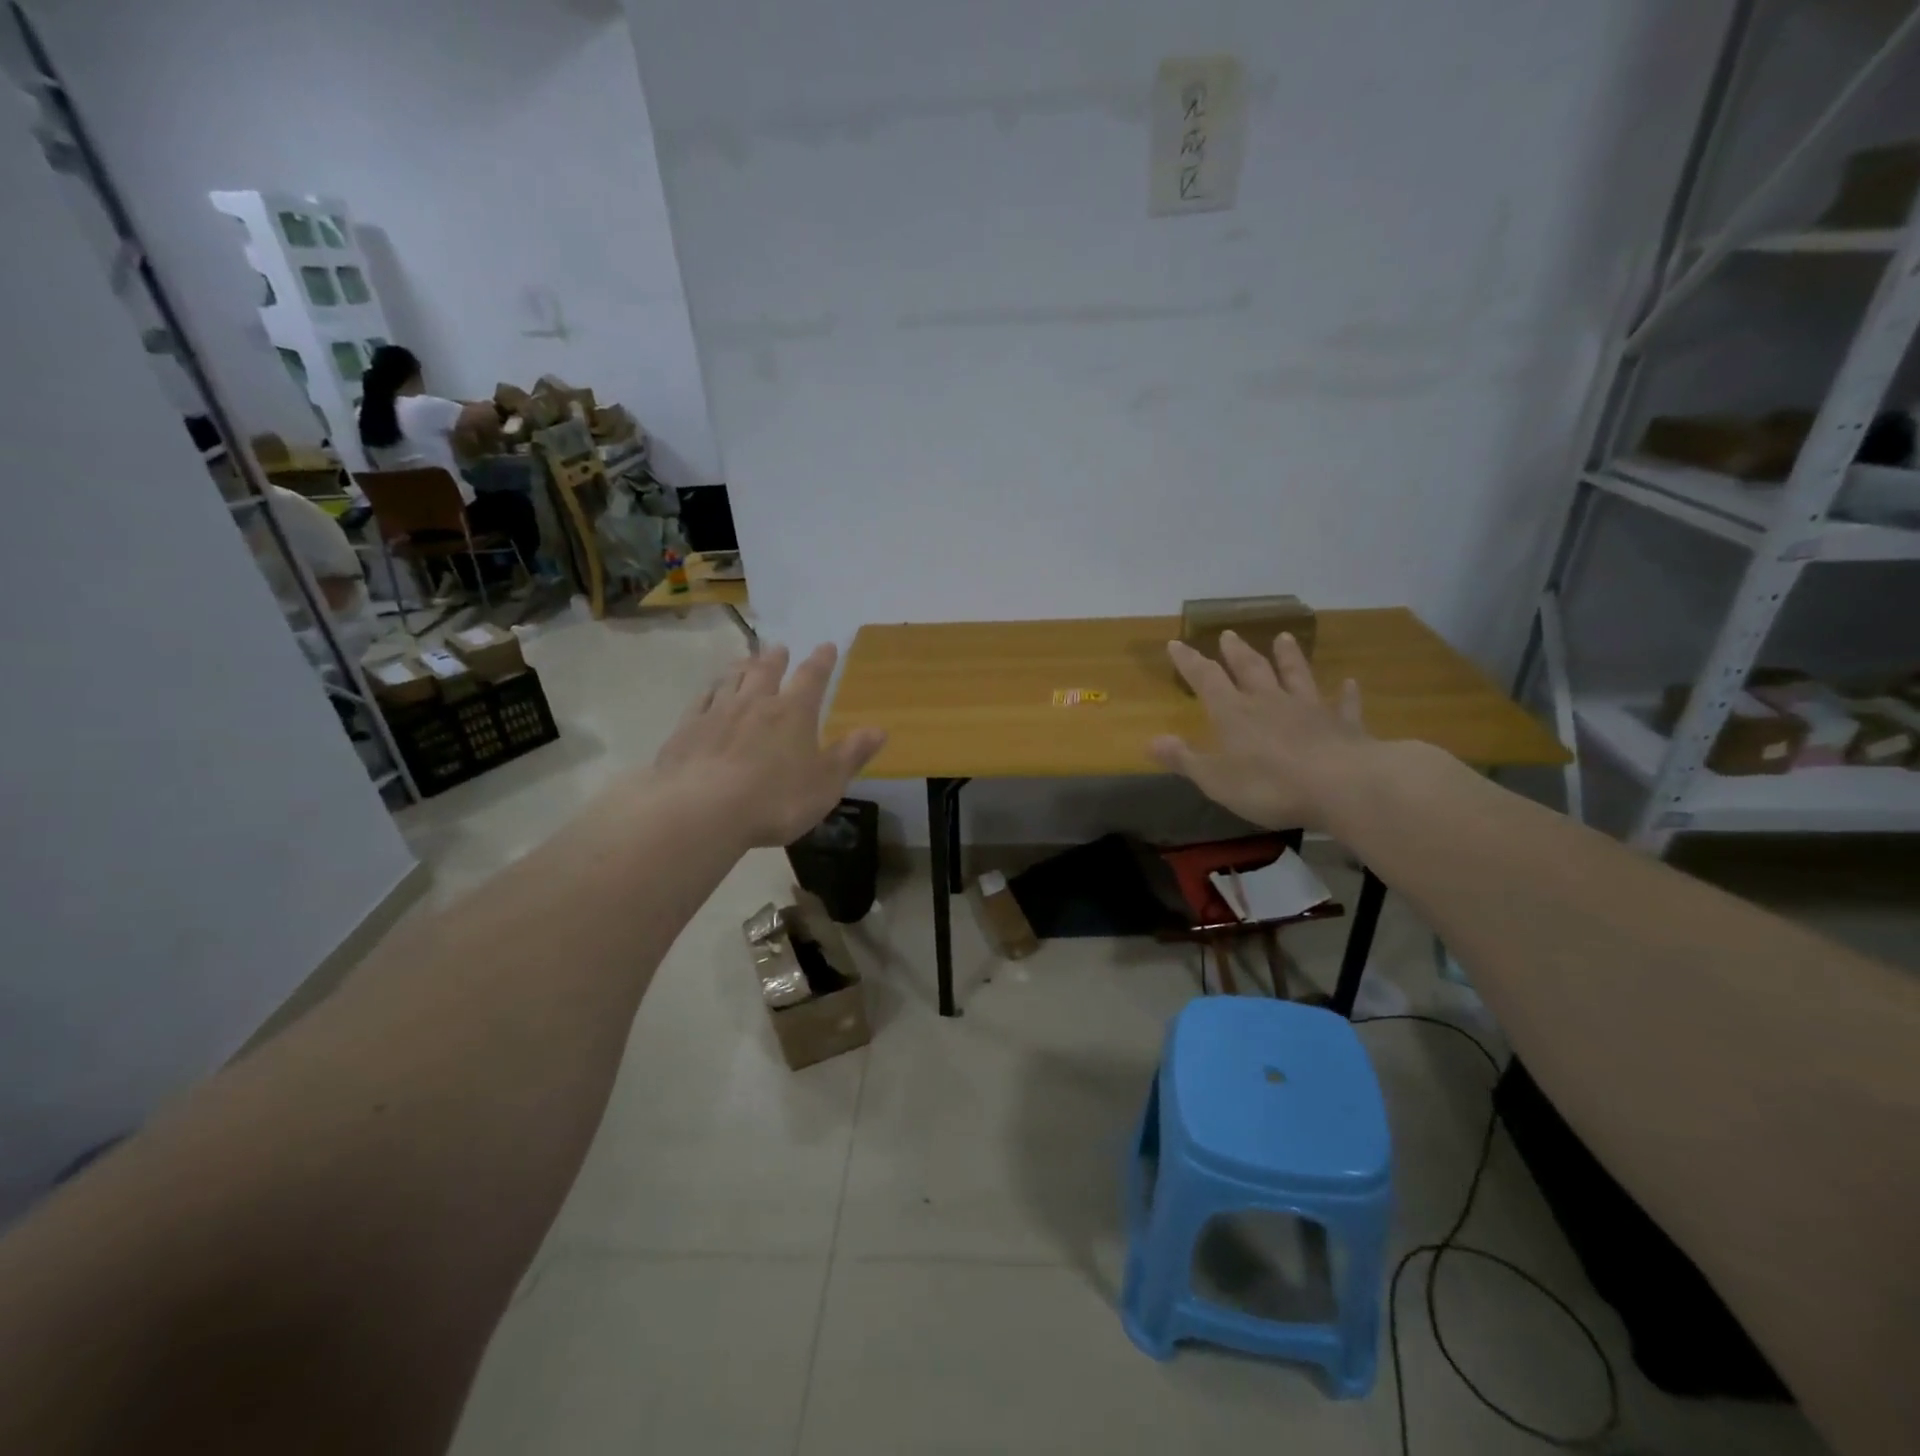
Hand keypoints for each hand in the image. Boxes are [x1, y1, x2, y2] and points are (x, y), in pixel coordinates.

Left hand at [653, 644, 886, 846]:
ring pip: (731, 680)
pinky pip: (701, 700)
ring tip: (746, 660)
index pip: (812, 677)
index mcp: (793, 713)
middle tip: (779, 648)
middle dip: (776, 659)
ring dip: (741, 667)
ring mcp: (717, 713)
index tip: (827, 647)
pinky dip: (709, 691)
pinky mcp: (687, 729)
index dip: (822, 661)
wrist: (702, 810)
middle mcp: (755, 703)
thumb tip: (879, 730)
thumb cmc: (775, 800)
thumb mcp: (826, 784)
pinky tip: (709, 692)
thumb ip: (851, 755)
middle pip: (766, 671)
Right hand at [1149, 631, 1370, 831]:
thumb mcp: (1216, 779)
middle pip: (1251, 669)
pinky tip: (1350, 683)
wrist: (1342, 786)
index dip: (1189, 662)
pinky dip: (1346, 693)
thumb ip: (1184, 758)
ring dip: (1289, 657)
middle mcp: (1270, 702)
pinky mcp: (1344, 725)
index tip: (1175, 643)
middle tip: (1229, 634)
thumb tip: (1150, 741)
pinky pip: (1343, 704)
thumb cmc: (1270, 785)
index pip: (1206, 679)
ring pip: (1296, 675)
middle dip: (1236, 652)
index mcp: (1235, 713)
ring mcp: (1310, 710)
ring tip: (1283, 637)